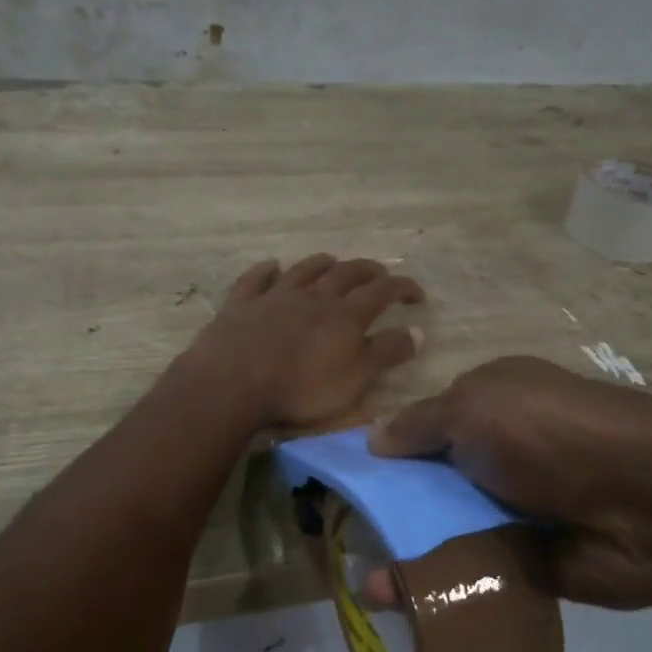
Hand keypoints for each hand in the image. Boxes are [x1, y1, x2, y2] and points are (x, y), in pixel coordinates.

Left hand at [184, 255, 424, 429]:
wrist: (233, 383)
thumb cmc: (301, 389)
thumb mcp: (355, 379)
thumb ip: (386, 353)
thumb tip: (418, 331)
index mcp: (345, 315)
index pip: (382, 291)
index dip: (403, 288)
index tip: (417, 294)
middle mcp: (313, 297)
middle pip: (346, 273)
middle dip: (367, 271)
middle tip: (379, 274)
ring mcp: (274, 297)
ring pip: (304, 270)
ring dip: (322, 264)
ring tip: (333, 262)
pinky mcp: (241, 305)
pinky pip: (256, 279)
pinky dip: (266, 270)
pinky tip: (271, 266)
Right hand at [367, 356, 651, 609]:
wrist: (646, 503)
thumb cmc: (547, 435)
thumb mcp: (472, 407)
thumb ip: (419, 425)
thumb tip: (372, 439)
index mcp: (489, 406)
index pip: (424, 431)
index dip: (386, 457)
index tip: (346, 486)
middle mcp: (500, 456)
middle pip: (431, 487)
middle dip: (389, 515)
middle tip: (345, 546)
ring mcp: (515, 511)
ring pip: (448, 535)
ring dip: (409, 560)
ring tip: (368, 594)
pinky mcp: (529, 564)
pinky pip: (475, 576)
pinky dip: (443, 590)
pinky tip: (401, 612)